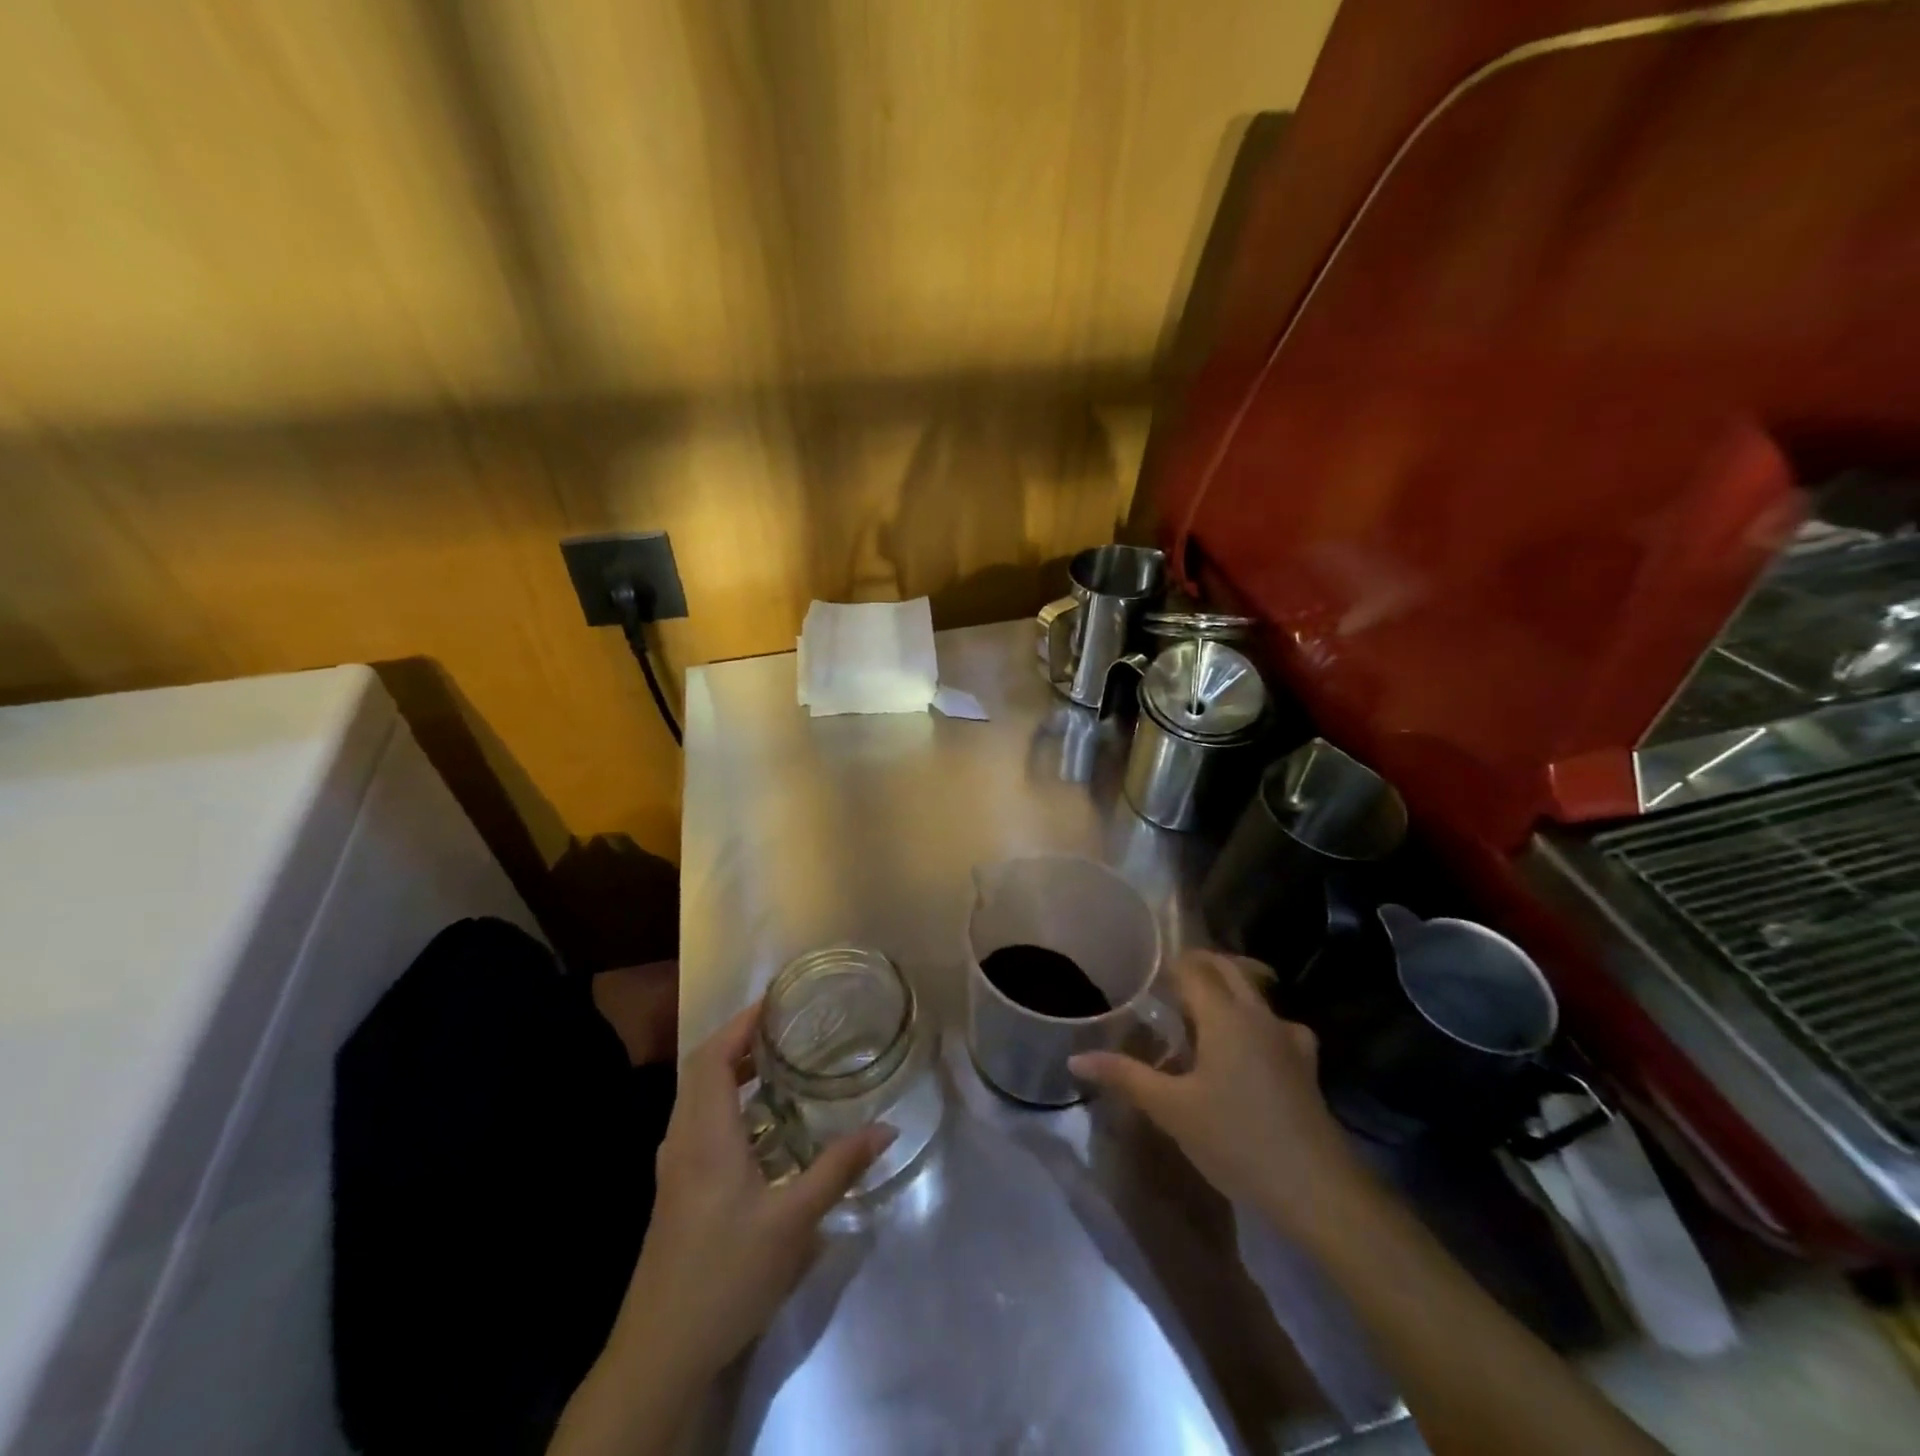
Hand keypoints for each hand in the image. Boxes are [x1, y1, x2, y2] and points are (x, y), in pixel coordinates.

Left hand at [615, 1001, 895, 1380]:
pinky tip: (760, 1124)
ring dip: (731, 1069)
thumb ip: (839, 1169)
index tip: (777, 1001)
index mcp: (705, 1134)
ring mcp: (674, 1165)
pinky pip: (698, 1121)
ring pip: (697, 1096)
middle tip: (787, 1026)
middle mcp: (683, 1139)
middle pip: (702, 1068)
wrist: (659, 1352)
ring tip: (779, 1063)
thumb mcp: (793, 1222)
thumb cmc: (726, 1275)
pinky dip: (726, 1101)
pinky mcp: (675, 1189)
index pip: (714, 1056)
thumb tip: (886, 1129)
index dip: (741, 1023)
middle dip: (740, 1039)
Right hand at [1069, 949, 1367, 1243]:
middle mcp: (1258, 1014)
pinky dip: (1255, 1020)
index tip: (1145, 975)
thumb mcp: (1171, 1110)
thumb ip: (1124, 1076)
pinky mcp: (1306, 1064)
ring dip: (1229, 989)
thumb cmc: (1236, 1140)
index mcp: (1224, 1015)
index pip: (1193, 968)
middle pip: (1229, 968)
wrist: (1318, 1189)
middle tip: (1168, 985)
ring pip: (1255, 993)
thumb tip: (1076, 1058)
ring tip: (1203, 1012)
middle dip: (1199, 967)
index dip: (1168, 965)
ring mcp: (1288, 1037)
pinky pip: (1274, 1023)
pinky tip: (1247, 1048)